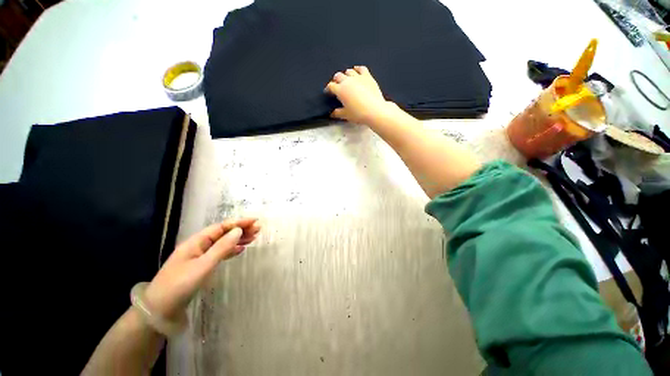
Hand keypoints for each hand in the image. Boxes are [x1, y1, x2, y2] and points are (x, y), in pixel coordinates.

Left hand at [143, 218, 259, 319]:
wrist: (159, 311)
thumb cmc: (179, 286)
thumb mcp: (203, 266)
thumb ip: (221, 248)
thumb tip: (238, 231)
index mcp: (196, 242)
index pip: (221, 227)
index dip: (239, 223)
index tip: (255, 221)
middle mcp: (198, 246)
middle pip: (223, 233)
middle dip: (241, 230)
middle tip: (258, 229)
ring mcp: (199, 256)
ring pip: (222, 243)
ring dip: (238, 239)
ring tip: (253, 238)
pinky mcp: (200, 266)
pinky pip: (219, 253)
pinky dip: (231, 250)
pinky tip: (239, 250)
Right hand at [325, 66, 392, 124]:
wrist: (374, 110)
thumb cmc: (358, 114)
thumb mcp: (346, 115)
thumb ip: (337, 113)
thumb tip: (332, 113)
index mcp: (340, 90)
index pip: (331, 86)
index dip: (328, 89)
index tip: (329, 92)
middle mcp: (347, 81)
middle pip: (338, 76)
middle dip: (336, 80)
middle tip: (337, 85)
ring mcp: (358, 77)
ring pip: (349, 71)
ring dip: (346, 75)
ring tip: (347, 80)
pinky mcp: (367, 76)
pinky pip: (361, 68)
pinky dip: (357, 69)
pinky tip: (356, 70)